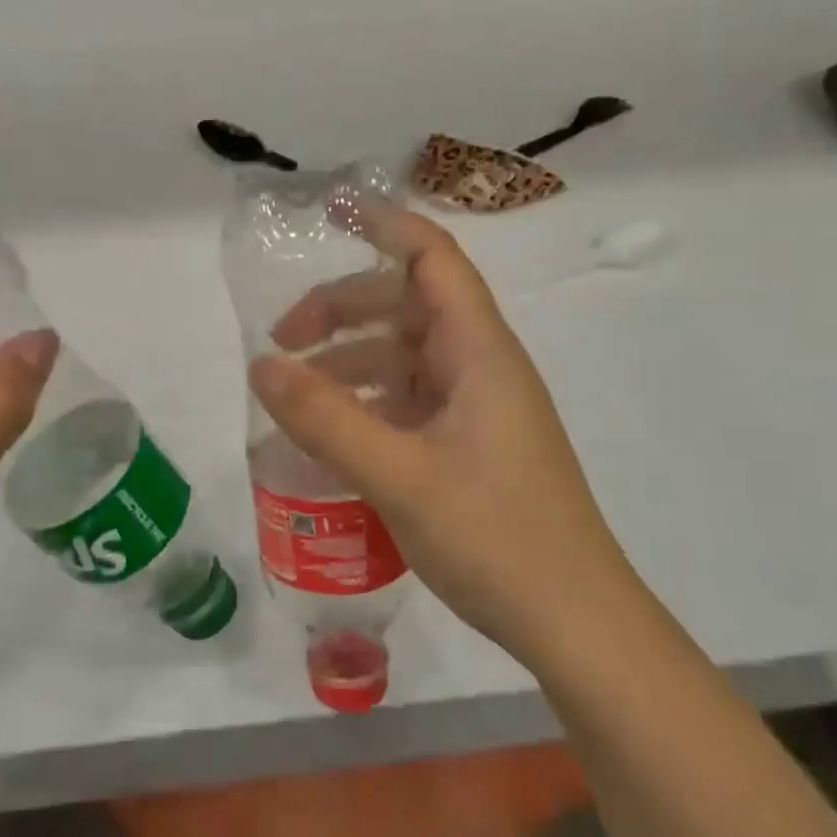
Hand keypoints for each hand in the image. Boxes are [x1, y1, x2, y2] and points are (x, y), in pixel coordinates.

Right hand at [248, 204, 639, 665]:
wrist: (574, 622)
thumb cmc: (496, 538)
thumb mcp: (399, 476)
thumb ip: (327, 418)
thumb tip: (261, 366)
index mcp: (479, 353)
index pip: (434, 259)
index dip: (384, 227)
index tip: (328, 214)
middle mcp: (483, 369)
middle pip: (409, 308)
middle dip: (344, 310)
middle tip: (283, 341)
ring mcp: (480, 411)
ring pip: (407, 360)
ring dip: (352, 363)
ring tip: (296, 394)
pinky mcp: (474, 449)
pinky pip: (412, 405)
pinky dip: (369, 405)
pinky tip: (335, 437)